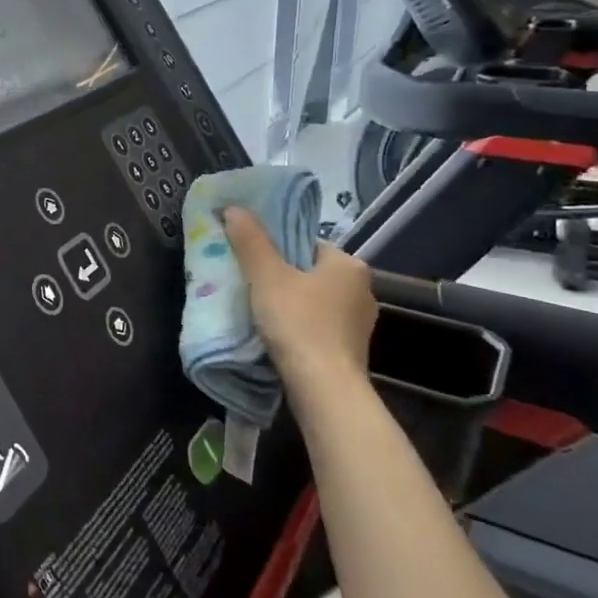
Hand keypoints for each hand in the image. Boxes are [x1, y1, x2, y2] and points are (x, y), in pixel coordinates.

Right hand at [223, 211, 376, 401]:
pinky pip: (319, 327)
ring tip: (259, 312)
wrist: (324, 388)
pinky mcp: (351, 350)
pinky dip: (299, 327)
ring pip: (315, 301)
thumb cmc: (298, 323)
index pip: (307, 244)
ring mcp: (360, 323)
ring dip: (291, 304)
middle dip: (283, 277)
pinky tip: (278, 336)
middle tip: (249, 285)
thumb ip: (250, 241)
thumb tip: (233, 208)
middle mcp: (363, 289)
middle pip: (311, 272)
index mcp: (348, 264)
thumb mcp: (267, 276)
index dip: (277, 249)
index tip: (251, 261)